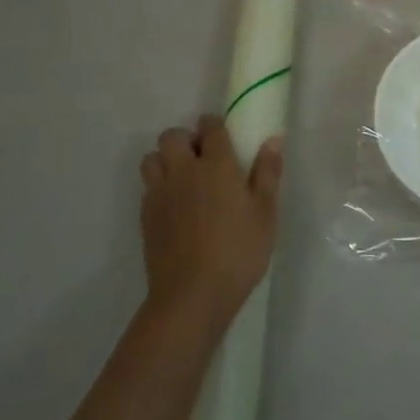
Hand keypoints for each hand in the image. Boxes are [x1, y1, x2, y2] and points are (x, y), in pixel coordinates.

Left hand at [139, 115, 283, 328]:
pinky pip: (147, 186)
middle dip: (186, 139)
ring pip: (153, 158)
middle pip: (172, 135)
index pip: (210, 126)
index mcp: (216, 164)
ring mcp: (160, 193)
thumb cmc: (239, 250)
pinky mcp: (145, 216)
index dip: (216, 125)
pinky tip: (176, 207)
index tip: (226, 137)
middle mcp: (183, 170)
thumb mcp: (266, 212)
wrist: (192, 294)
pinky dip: (159, 185)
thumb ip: (268, 172)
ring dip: (166, 159)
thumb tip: (273, 139)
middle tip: (205, 159)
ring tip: (185, 179)